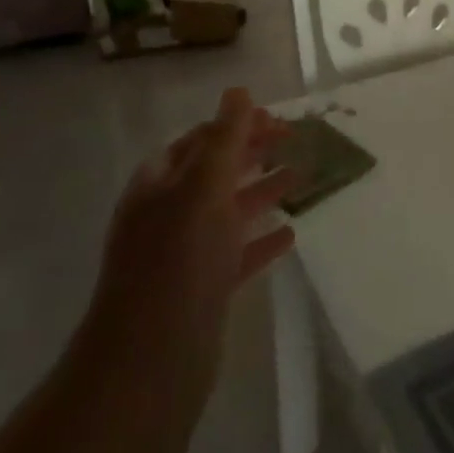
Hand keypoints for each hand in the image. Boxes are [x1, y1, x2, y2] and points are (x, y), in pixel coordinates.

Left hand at [82, 89, 296, 400]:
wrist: (151, 361)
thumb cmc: (177, 261)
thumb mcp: (202, 189)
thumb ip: (224, 140)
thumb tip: (238, 92)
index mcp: (158, 185)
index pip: (199, 140)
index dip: (235, 125)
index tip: (277, 119)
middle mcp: (168, 215)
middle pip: (215, 172)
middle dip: (252, 153)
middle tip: (295, 140)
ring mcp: (184, 255)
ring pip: (229, 212)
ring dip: (262, 191)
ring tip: (302, 178)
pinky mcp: (203, 290)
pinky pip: (237, 253)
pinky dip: (261, 240)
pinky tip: (289, 233)